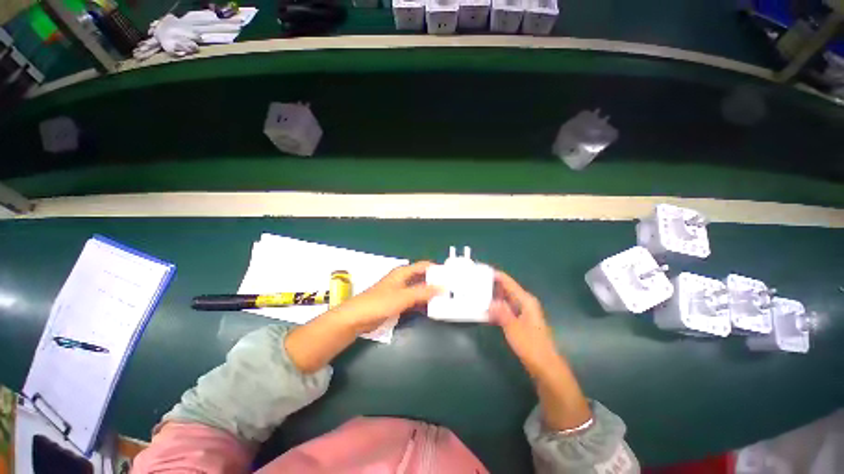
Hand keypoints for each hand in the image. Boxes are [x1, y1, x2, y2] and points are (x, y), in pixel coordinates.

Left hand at [330, 261, 440, 333]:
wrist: (357, 318)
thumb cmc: (379, 303)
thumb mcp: (403, 296)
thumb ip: (423, 292)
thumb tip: (443, 287)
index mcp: (403, 272)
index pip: (424, 266)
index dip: (437, 269)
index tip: (451, 275)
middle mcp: (403, 279)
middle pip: (423, 278)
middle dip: (436, 282)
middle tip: (451, 289)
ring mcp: (400, 292)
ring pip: (419, 290)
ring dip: (430, 294)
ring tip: (446, 299)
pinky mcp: (398, 303)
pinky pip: (414, 300)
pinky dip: (423, 303)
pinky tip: (432, 308)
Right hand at [490, 270, 592, 430]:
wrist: (545, 366)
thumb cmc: (530, 345)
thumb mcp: (512, 327)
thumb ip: (500, 312)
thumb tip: (489, 301)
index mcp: (525, 300)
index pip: (508, 282)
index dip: (495, 275)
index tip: (481, 270)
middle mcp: (525, 303)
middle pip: (506, 289)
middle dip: (492, 285)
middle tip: (475, 282)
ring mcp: (523, 312)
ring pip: (505, 299)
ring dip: (493, 297)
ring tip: (477, 293)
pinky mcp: (520, 321)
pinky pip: (506, 309)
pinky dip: (497, 308)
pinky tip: (486, 310)